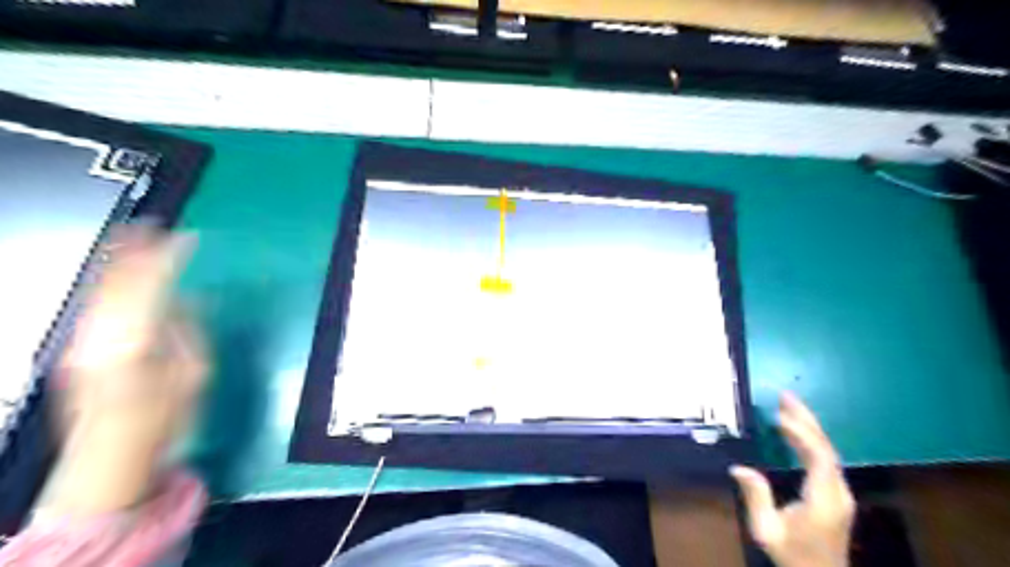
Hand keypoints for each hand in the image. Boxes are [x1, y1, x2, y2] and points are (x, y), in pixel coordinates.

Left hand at [40, 226, 205, 518]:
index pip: (151, 285)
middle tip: (157, 227)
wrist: (109, 457)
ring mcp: (80, 341)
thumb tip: (186, 299)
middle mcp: (99, 335)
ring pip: (100, 289)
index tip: (188, 239)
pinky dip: (110, 281)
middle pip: (117, 281)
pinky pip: (95, 303)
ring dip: (119, 261)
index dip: (169, 257)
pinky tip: (121, 272)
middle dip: (137, 250)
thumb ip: (188, 331)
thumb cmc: (164, 420)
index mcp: (135, 341)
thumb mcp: (194, 375)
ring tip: (137, 238)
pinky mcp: (74, 348)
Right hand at [731, 393, 853, 565]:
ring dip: (809, 426)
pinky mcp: (837, 494)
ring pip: (828, 451)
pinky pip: (826, 459)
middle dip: (806, 420)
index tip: (779, 416)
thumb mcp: (766, 530)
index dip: (802, 433)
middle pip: (826, 448)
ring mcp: (840, 493)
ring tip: (788, 405)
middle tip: (786, 396)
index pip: (819, 458)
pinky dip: (811, 439)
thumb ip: (756, 497)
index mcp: (824, 499)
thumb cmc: (792, 555)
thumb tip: (738, 468)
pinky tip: (796, 430)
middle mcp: (838, 492)